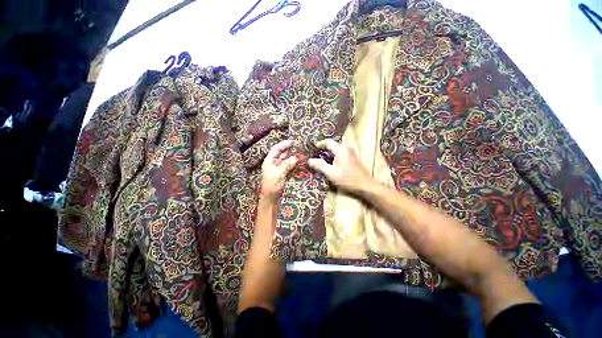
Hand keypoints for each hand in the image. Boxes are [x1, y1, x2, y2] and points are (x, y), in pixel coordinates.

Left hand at [261, 140, 297, 199]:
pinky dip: (295, 165)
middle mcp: (274, 164)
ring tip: (302, 154)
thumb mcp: (279, 174)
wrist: (271, 199)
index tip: (292, 142)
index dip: (284, 144)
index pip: (276, 149)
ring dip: (294, 158)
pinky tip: (300, 163)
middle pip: (282, 154)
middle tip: (300, 147)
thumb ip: (287, 165)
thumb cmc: (272, 186)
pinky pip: (290, 167)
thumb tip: (295, 157)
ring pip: (287, 160)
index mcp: (269, 161)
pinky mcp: (284, 174)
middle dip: (290, 151)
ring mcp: (279, 169)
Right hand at [307, 139, 371, 193]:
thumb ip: (319, 165)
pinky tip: (329, 166)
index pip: (327, 142)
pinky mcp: (352, 160)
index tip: (311, 149)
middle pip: (331, 146)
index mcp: (341, 149)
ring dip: (327, 155)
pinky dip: (333, 159)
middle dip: (322, 151)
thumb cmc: (347, 179)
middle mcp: (346, 149)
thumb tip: (309, 160)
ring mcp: (350, 154)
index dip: (318, 144)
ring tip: (319, 162)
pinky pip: (339, 156)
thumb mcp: (330, 172)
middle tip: (313, 156)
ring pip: (335, 151)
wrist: (365, 186)